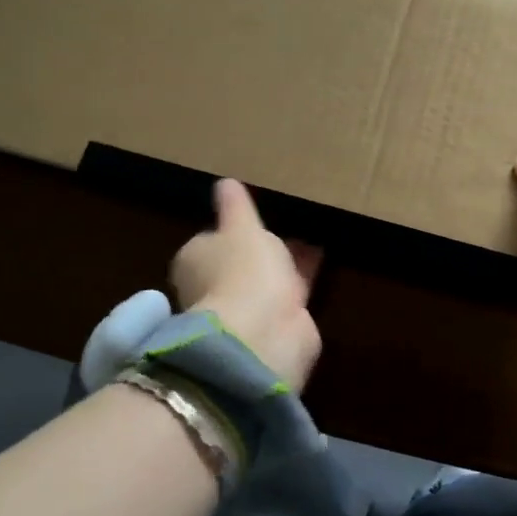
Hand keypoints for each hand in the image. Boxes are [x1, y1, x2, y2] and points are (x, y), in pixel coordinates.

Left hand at [171, 179, 322, 389]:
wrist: (263, 333)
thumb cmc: (243, 269)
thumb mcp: (242, 226)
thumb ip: (236, 206)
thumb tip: (224, 183)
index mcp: (195, 260)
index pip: (210, 240)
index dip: (231, 230)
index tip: (253, 216)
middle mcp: (213, 286)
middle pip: (239, 261)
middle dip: (261, 247)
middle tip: (287, 224)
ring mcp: (244, 308)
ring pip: (267, 277)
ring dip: (285, 261)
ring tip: (312, 234)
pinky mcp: (275, 323)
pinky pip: (290, 292)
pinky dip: (302, 277)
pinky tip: (321, 257)